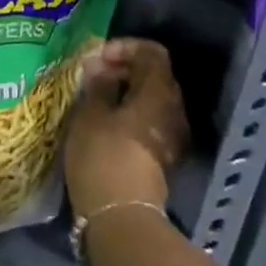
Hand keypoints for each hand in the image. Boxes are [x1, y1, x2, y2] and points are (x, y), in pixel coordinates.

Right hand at [65, 38, 189, 219]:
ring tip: (94, 98)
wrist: (121, 217)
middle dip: (124, 69)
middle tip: (92, 76)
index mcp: (160, 93)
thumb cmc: (104, 156)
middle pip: (155, 76)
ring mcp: (172, 137)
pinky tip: (104, 123)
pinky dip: (129, 114)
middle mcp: (174, 111)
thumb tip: (100, 67)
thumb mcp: (91, 113)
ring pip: (152, 101)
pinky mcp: (162, 158)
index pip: (152, 53)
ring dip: (126, 93)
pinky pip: (149, 122)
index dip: (125, 47)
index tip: (97, 58)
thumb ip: (98, 84)